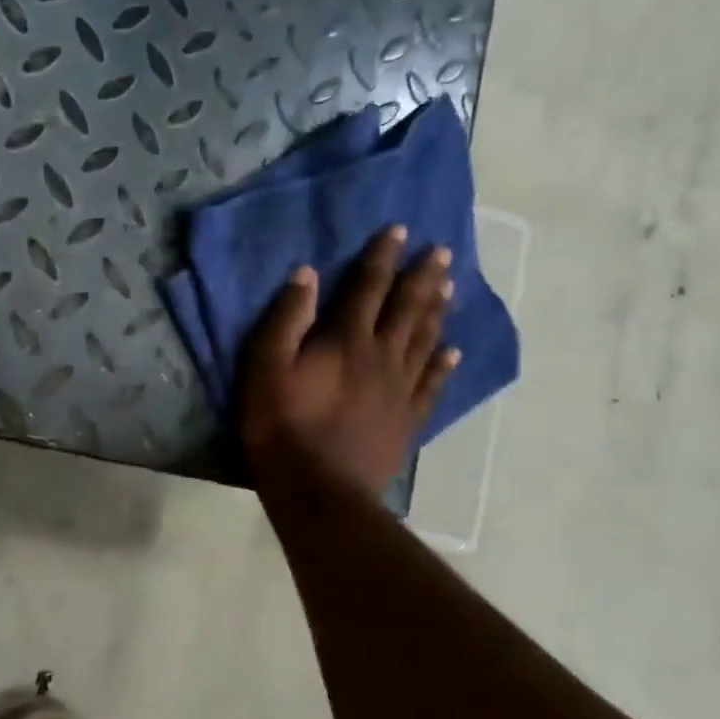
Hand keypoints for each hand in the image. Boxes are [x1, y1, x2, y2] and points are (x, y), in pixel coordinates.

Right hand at [238, 225, 459, 498]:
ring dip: (437, 310)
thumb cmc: (281, 426)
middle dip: (422, 277)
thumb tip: (307, 274)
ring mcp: (400, 389)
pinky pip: (431, 384)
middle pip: (406, 309)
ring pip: (425, 340)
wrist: (318, 488)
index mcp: (346, 341)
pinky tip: (453, 350)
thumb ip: (286, 319)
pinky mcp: (407, 419)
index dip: (382, 258)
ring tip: (450, 286)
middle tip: (442, 251)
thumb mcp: (266, 368)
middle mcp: (381, 356)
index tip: (399, 230)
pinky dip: (444, 363)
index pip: (367, 288)